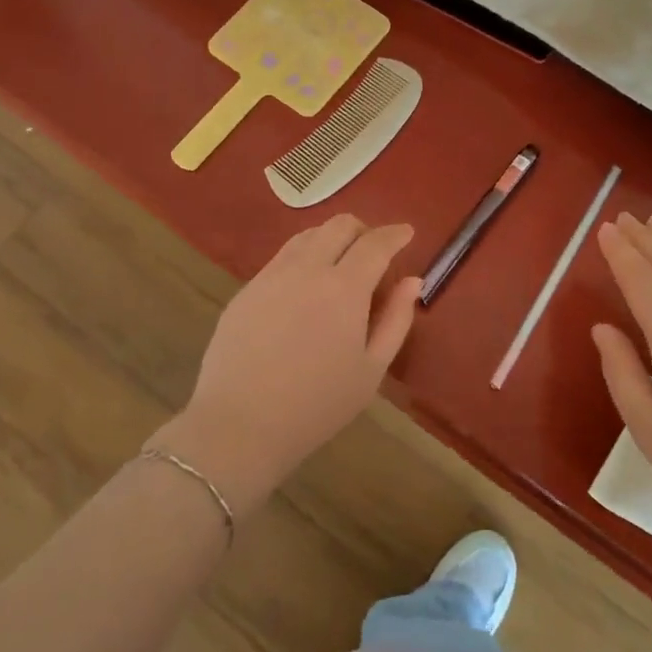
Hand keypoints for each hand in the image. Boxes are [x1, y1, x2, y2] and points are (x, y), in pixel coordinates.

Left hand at [152, 214, 420, 513]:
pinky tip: (305, 285)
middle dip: (364, 230)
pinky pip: (281, 257)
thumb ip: (396, 320)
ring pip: (307, 235)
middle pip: (339, 226)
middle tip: (374, 251)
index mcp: (345, 287)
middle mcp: (308, 269)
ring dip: (331, 238)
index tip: (407, 232)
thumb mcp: (371, 370)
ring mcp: (272, 276)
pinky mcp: (246, 289)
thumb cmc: (317, 405)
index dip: (395, 234)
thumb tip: (412, 281)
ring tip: (340, 263)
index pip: (376, 243)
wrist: (239, 425)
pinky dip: (304, 256)